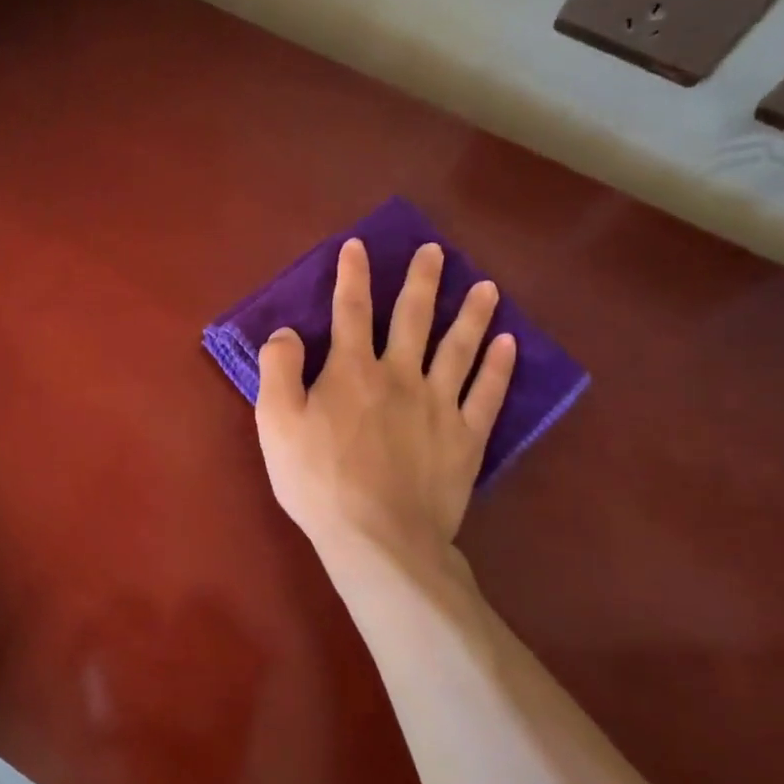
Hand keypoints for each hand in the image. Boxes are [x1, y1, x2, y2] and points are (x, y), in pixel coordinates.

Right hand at [255, 238, 515, 578]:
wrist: (378, 537)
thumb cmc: (318, 480)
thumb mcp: (275, 423)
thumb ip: (278, 370)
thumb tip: (287, 331)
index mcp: (352, 370)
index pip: (351, 310)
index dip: (353, 274)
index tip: (358, 245)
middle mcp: (399, 375)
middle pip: (413, 318)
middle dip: (421, 281)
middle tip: (435, 251)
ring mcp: (439, 405)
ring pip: (458, 348)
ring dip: (471, 315)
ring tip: (486, 287)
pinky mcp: (465, 438)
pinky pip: (486, 394)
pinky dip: (498, 368)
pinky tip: (508, 346)